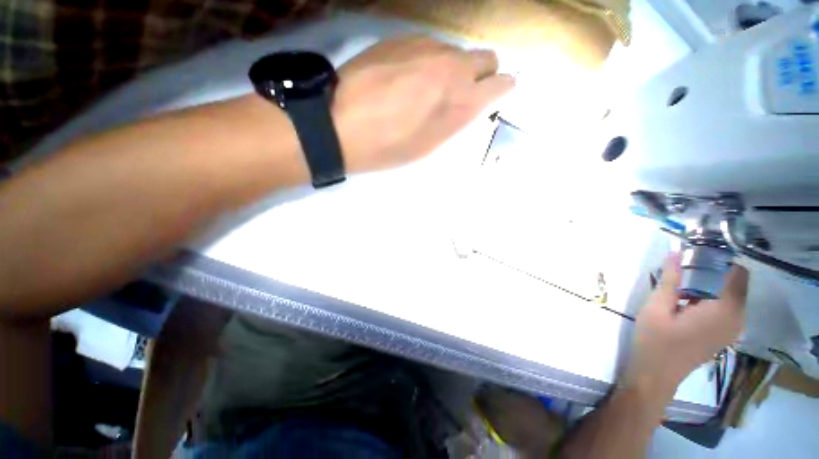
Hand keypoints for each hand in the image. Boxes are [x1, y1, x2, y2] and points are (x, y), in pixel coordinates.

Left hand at [332, 36, 514, 173]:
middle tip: (461, 93)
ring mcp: (427, 46)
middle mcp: (452, 66)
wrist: (340, 124)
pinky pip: (429, 45)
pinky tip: (406, 76)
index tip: (491, 96)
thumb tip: (471, 103)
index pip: (503, 82)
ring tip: (427, 88)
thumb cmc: (388, 147)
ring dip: (451, 67)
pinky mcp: (402, 38)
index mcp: (461, 101)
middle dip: (481, 74)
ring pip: (456, 51)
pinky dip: (427, 59)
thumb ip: (457, 120)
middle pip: (486, 57)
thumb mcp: (429, 146)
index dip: (500, 89)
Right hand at [625, 254, 748, 397]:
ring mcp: (733, 327)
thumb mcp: (656, 307)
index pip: (735, 273)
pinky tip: (688, 300)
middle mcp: (737, 318)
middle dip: (714, 269)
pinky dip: (712, 295)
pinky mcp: (726, 333)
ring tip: (683, 281)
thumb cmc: (654, 341)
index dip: (719, 258)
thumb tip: (675, 252)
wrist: (657, 375)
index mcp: (722, 310)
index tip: (696, 251)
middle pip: (735, 281)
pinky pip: (728, 305)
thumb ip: (670, 280)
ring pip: (732, 293)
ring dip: (712, 282)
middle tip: (684, 265)